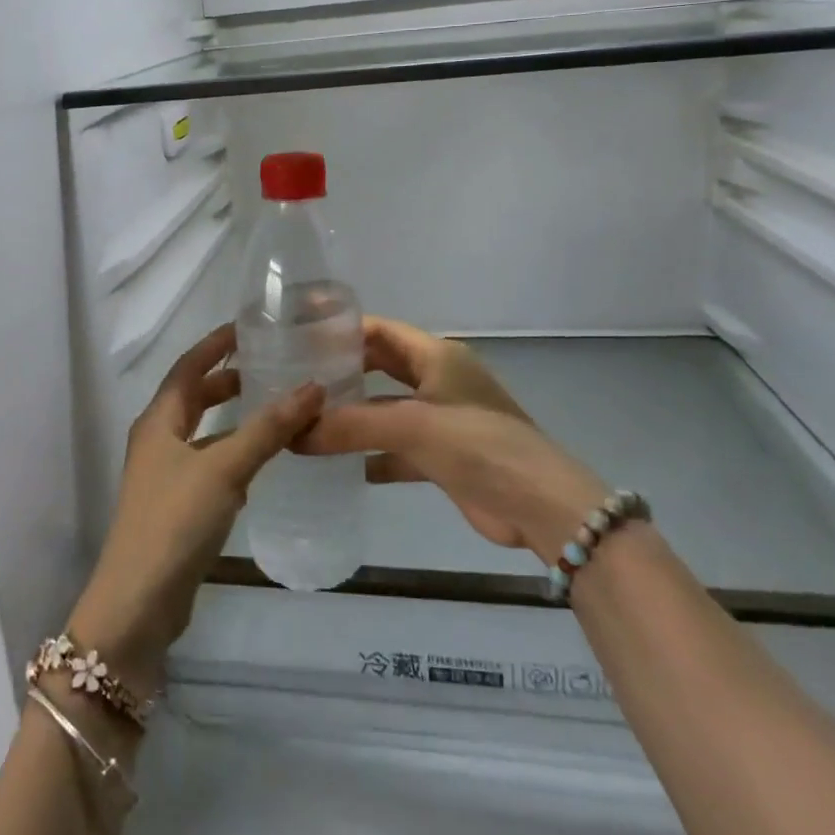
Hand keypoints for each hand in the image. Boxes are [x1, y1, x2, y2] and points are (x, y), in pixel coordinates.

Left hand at [67, 324, 322, 695]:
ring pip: (205, 433)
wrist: (138, 603)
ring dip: (235, 418)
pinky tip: (264, 461)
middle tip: (271, 367)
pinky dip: (235, 453)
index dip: (215, 345)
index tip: (248, 328)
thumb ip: (268, 428)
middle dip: (228, 380)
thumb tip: (313, 386)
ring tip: (277, 408)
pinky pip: (211, 465)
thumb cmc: (175, 521)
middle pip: (194, 397)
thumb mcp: (224, 468)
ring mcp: (166, 476)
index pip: (188, 366)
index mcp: (159, 420)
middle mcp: (158, 441)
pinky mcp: (178, 506)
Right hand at [299, 316, 609, 562]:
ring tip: (307, 418)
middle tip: (296, 377)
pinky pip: (395, 447)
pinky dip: (370, 453)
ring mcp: (441, 419)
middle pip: (380, 366)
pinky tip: (338, 464)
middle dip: (343, 371)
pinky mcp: (441, 456)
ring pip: (386, 409)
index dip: (342, 329)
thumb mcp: (412, 426)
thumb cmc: (479, 445)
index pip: (380, 330)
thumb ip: (352, 426)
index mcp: (437, 356)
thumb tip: (294, 434)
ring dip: (353, 415)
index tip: (299, 334)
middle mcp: (438, 380)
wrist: (539, 506)